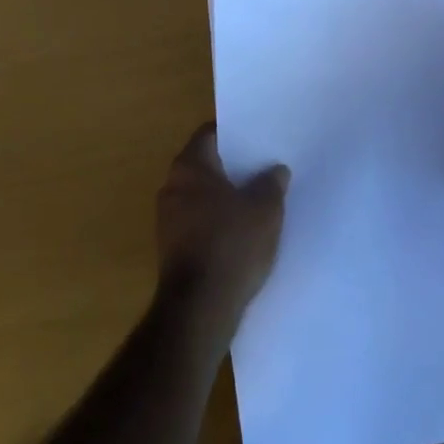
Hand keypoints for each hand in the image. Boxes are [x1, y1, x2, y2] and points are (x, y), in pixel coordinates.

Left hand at [154, 124, 289, 339]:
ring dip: (224, 197)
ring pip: (201, 196)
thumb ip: (272, 183)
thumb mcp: (265, 209)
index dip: (234, 134)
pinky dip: (217, 222)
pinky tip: (242, 233)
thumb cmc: (232, 244)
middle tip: (262, 168)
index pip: (210, 134)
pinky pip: (198, 222)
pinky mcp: (171, 249)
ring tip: (257, 201)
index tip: (257, 139)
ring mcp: (167, 219)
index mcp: (189, 166)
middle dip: (232, 167)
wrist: (199, 309)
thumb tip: (276, 170)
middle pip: (205, 165)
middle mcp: (172, 186)